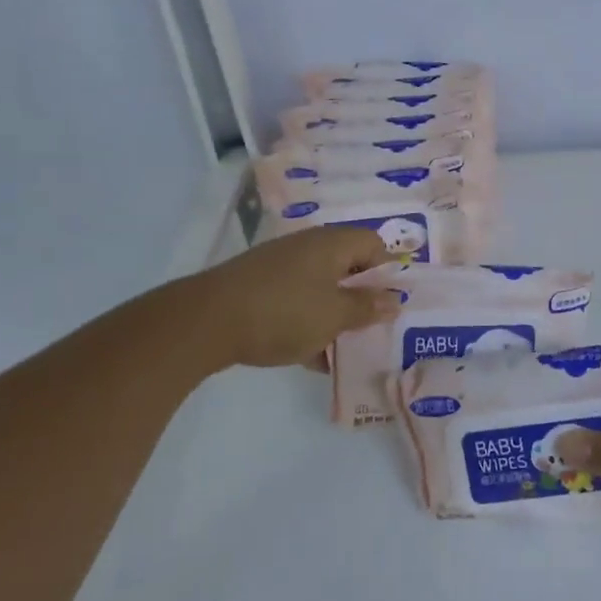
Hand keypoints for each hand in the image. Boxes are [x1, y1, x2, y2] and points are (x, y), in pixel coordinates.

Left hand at [193, 226, 400, 368]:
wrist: (206, 322)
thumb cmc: (283, 312)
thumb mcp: (334, 315)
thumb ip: (367, 308)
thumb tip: (394, 300)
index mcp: (332, 244)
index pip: (374, 244)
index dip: (388, 271)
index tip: (393, 303)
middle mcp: (308, 247)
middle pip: (348, 266)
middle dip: (362, 298)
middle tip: (374, 327)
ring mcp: (281, 266)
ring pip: (322, 287)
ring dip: (336, 314)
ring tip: (345, 348)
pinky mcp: (260, 288)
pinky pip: (297, 301)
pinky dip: (309, 322)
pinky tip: (312, 357)